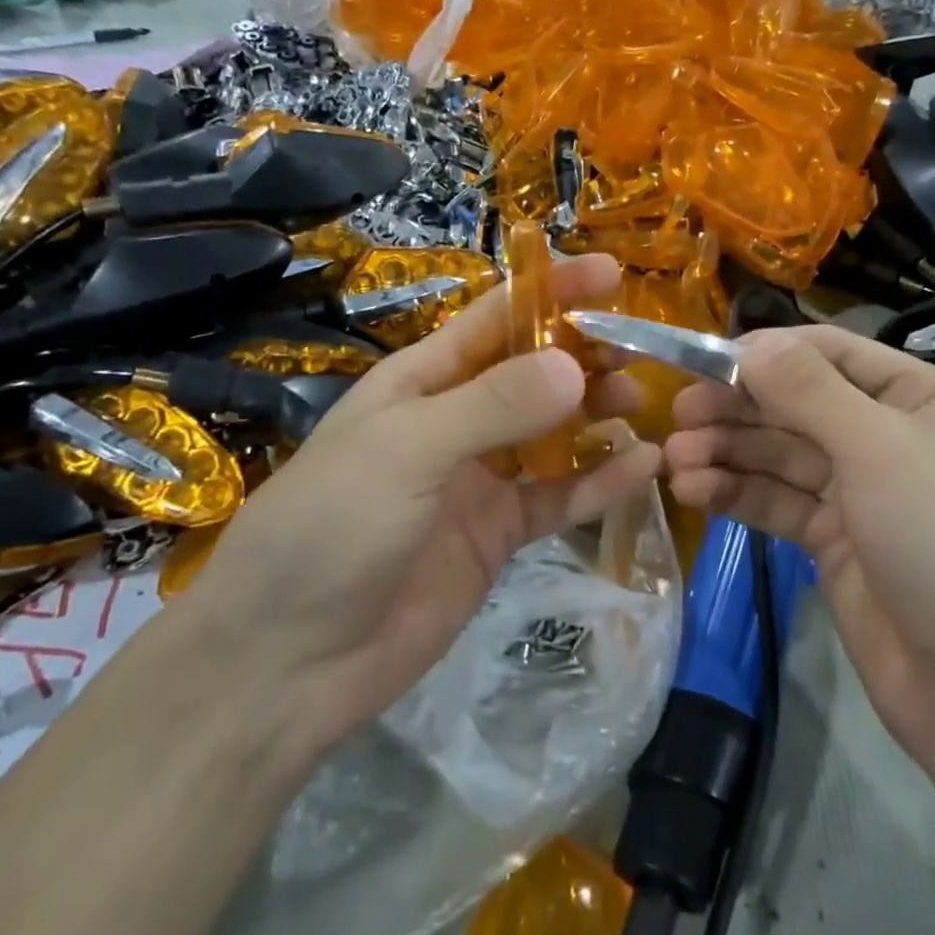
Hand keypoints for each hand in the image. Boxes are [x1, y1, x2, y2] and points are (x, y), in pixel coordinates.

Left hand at [192, 255, 662, 747]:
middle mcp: (453, 422)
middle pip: (530, 374)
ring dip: (595, 414)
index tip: (610, 273)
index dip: (550, 291)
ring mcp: (478, 480)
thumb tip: (575, 366)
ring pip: (551, 434)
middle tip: (636, 351)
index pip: (494, 319)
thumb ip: (493, 406)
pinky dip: (600, 483)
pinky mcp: (498, 535)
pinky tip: (643, 467)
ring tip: (640, 402)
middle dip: (581, 356)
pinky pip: (558, 498)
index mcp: (420, 383)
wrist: (290, 660)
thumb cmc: (332, 528)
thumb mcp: (407, 450)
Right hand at [664, 328, 934, 768]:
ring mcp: (863, 494)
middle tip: (678, 414)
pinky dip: (738, 495)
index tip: (705, 360)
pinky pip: (780, 504)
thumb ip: (810, 392)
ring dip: (729, 453)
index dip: (768, 353)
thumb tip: (751, 344)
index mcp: (922, 398)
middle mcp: (891, 437)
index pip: (833, 354)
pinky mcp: (836, 544)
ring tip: (675, 461)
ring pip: (783, 457)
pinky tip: (695, 492)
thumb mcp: (882, 450)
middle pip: (800, 405)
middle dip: (739, 408)